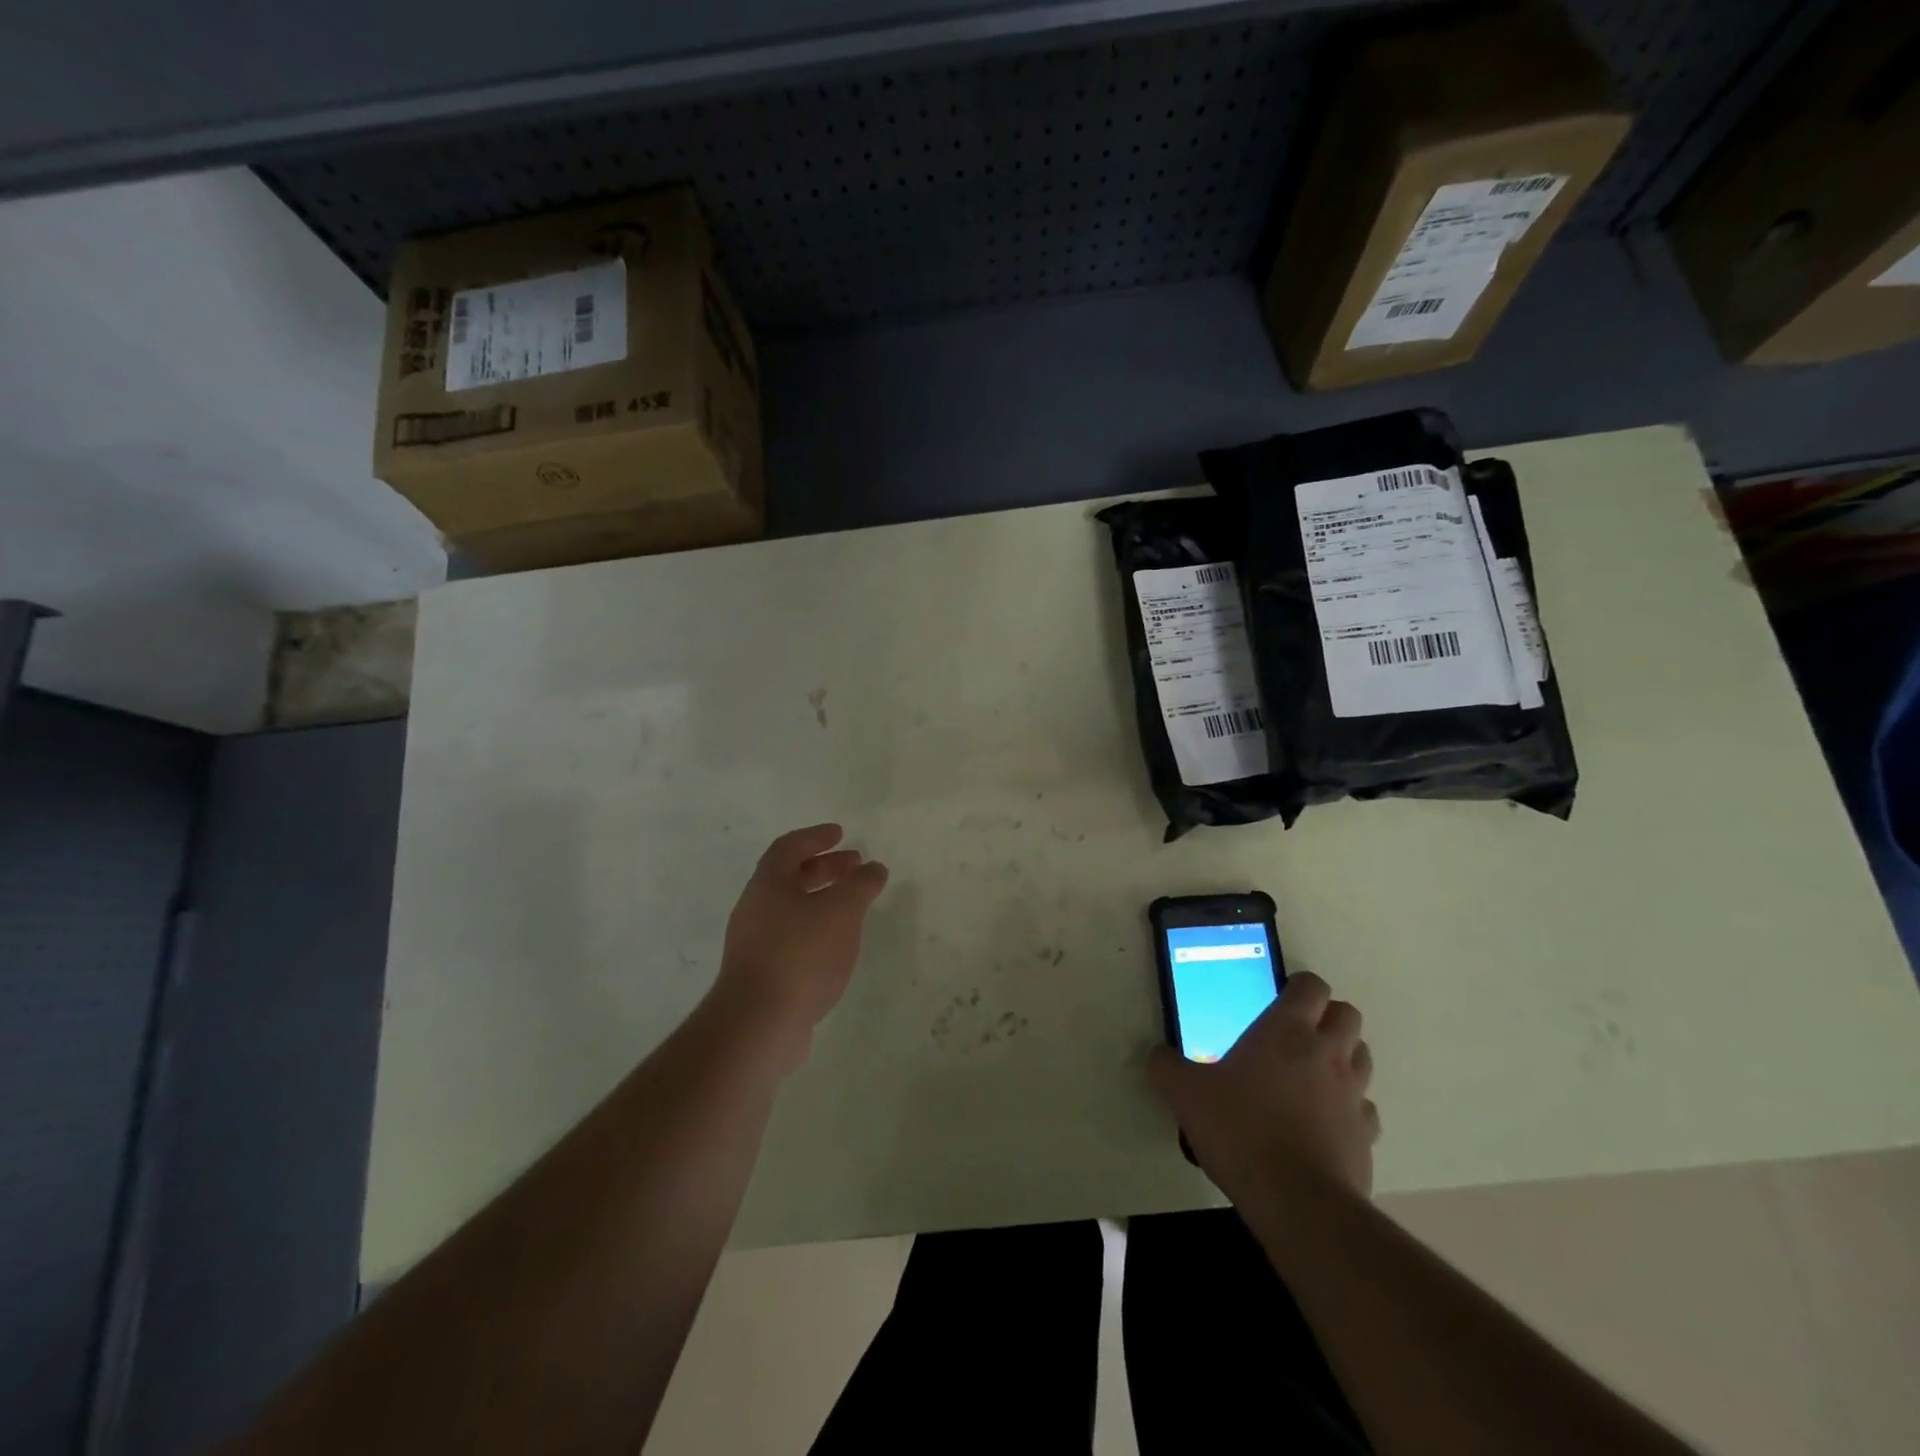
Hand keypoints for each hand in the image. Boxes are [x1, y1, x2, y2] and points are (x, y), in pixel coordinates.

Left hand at [710, 824, 888, 1066]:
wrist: (758, 1024)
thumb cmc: (801, 955)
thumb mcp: (841, 911)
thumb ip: (860, 885)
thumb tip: (874, 868)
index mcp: (768, 884)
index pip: (789, 847)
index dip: (816, 837)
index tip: (841, 833)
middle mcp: (755, 908)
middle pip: (790, 877)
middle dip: (824, 868)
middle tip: (855, 866)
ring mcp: (754, 943)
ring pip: (791, 908)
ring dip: (822, 899)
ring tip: (852, 906)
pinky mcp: (761, 974)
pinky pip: (791, 937)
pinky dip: (816, 928)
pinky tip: (836, 944)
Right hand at [1149, 972, 1378, 1206]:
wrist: (1296, 1201)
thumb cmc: (1239, 1129)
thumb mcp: (1185, 1093)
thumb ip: (1167, 1067)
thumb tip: (1158, 1055)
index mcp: (1286, 1030)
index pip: (1312, 986)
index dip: (1300, 986)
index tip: (1279, 998)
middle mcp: (1327, 1053)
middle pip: (1348, 1014)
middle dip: (1328, 1017)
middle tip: (1298, 1033)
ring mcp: (1354, 1094)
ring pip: (1362, 1056)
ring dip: (1342, 1057)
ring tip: (1311, 1074)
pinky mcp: (1367, 1135)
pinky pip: (1365, 1108)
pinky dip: (1349, 1107)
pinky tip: (1323, 1121)